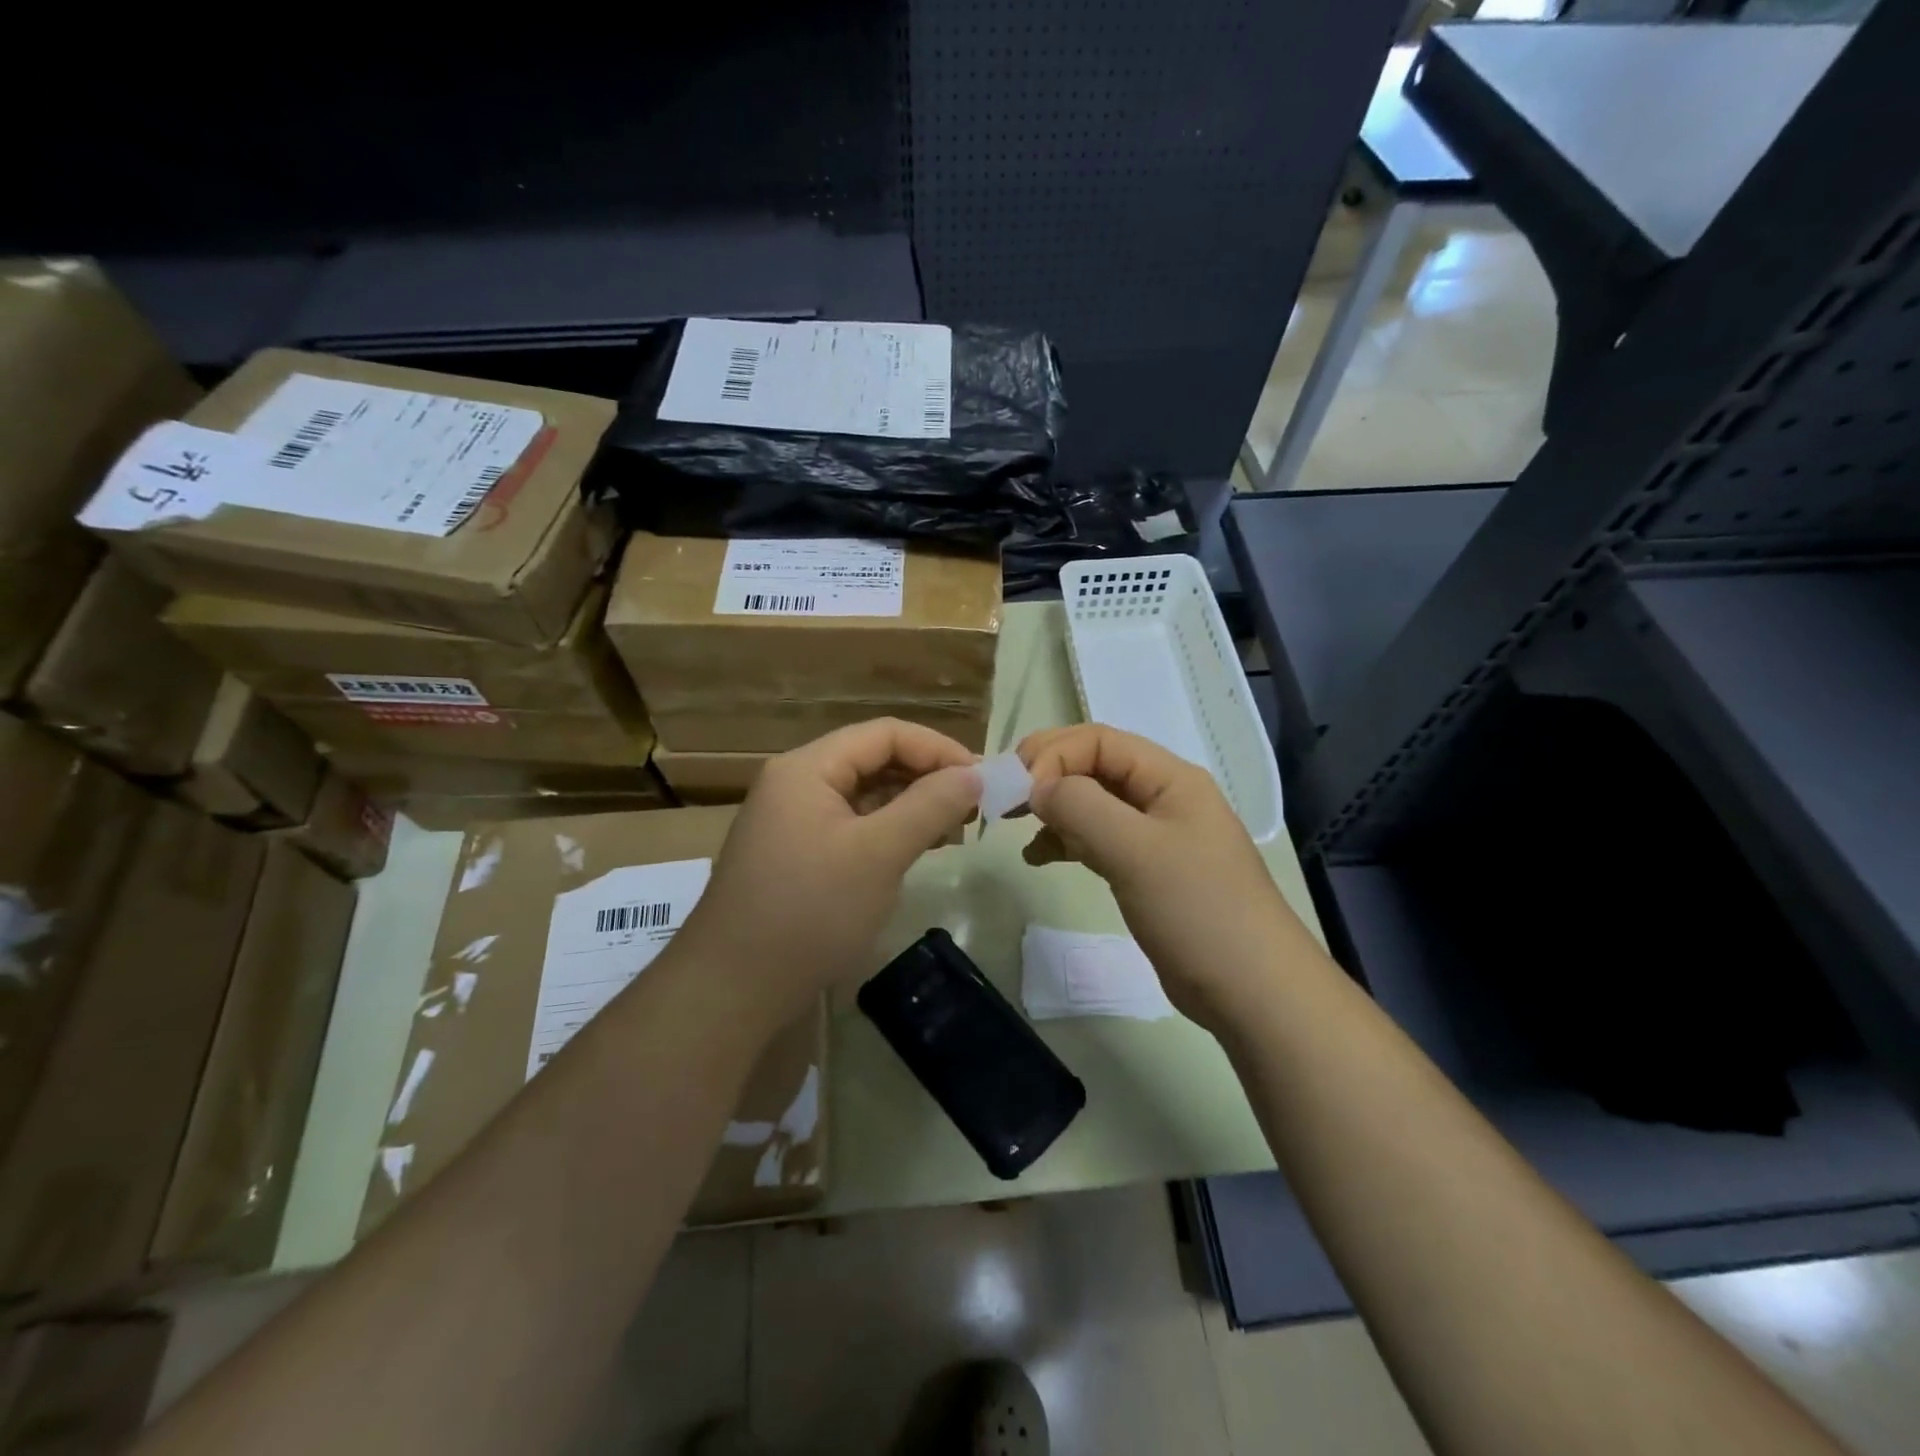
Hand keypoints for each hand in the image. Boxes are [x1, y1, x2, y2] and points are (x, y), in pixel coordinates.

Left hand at [680, 719, 981, 1023]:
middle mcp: (796, 783)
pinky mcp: (796, 855)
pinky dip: (887, 832)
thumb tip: (975, 774)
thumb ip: (929, 806)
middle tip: (973, 809)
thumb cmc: (810, 912)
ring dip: (910, 806)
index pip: (884, 734)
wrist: (733, 989)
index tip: (982, 780)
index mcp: (808, 768)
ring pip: (864, 795)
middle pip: (873, 760)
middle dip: (926, 778)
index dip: (938, 749)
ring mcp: (792, 821)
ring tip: (953, 832)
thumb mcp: (878, 854)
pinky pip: (851, 826)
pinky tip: (915, 851)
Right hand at [1018, 725, 1308, 1030]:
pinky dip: (1066, 842)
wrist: (1252, 992)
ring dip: (1054, 810)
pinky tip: (1040, 858)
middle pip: (1094, 767)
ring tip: (1017, 829)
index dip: (1054, 755)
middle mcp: (1162, 798)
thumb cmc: (1197, 911)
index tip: (1020, 792)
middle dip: (1048, 776)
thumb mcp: (1136, 851)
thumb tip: (1036, 786)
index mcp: (1169, 778)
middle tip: (1006, 800)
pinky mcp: (1146, 872)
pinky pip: (1097, 840)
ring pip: (1092, 804)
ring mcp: (1155, 837)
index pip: (1099, 740)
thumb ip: (1082, 807)